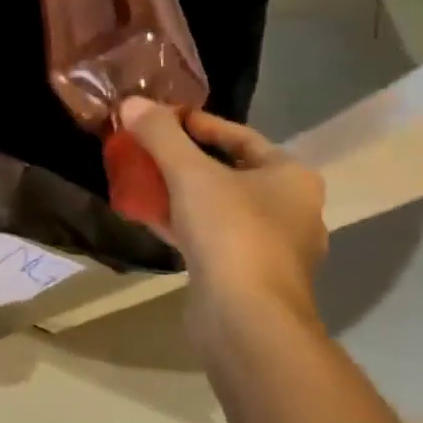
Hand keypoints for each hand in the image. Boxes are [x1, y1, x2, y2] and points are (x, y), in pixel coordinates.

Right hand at [121, 98, 327, 339]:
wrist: (247, 320)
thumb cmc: (231, 233)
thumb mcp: (189, 173)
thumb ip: (160, 135)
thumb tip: (132, 101)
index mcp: (291, 177)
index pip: (240, 136)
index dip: (198, 123)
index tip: (159, 119)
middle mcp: (290, 209)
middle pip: (229, 171)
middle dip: (185, 160)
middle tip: (146, 151)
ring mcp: (271, 247)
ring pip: (218, 206)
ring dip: (181, 193)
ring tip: (142, 181)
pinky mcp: (248, 276)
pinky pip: (212, 237)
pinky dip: (184, 224)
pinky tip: (150, 218)